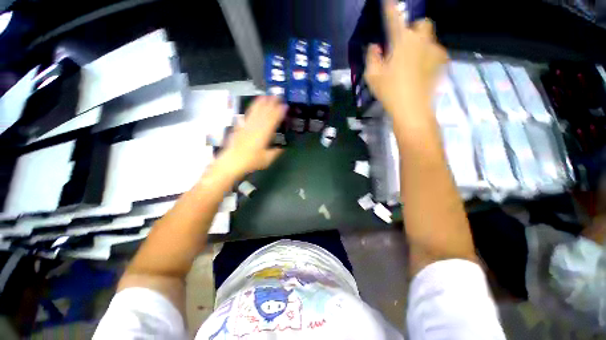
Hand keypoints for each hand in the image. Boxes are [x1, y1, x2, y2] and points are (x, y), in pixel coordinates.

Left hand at [218, 96, 286, 177]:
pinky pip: (248, 114)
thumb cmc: (251, 161)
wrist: (232, 161)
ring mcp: (247, 125)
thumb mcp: (267, 159)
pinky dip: (252, 107)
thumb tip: (282, 148)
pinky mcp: (241, 126)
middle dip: (272, 103)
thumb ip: (275, 152)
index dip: (279, 112)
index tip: (284, 105)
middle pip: (265, 113)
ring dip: (262, 103)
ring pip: (256, 111)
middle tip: (278, 95)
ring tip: (267, 95)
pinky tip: (254, 104)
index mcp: (264, 135)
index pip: (273, 120)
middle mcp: (256, 127)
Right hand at [364, 0, 447, 122]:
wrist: (413, 109)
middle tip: (403, 45)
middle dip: (413, 29)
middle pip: (421, 24)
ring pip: (429, 38)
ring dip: (420, 43)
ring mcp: (434, 51)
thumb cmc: (389, 91)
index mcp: (402, 41)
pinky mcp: (441, 63)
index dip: (391, 8)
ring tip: (411, 62)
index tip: (388, 0)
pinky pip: (435, 52)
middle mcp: (421, 40)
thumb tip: (375, 47)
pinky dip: (427, 56)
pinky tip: (420, 71)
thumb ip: (372, 58)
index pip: (395, 18)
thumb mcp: (373, 76)